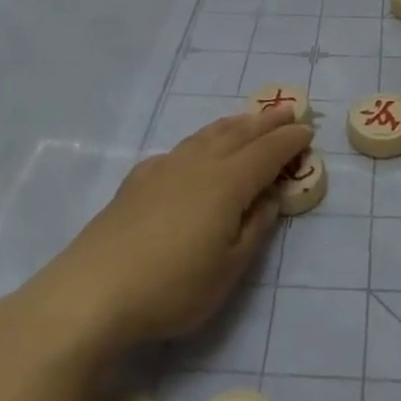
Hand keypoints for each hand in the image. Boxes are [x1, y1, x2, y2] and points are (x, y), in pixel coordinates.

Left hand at [32, 108, 313, 351]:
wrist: (92, 291)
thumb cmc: (172, 285)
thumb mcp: (229, 268)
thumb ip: (255, 228)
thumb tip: (270, 195)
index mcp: (228, 183)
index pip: (267, 153)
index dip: (289, 141)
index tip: (308, 131)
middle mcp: (199, 164)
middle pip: (239, 134)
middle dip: (266, 122)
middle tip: (287, 110)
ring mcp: (165, 168)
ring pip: (207, 135)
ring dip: (233, 124)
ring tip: (247, 119)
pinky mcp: (138, 181)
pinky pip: (180, 148)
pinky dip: (199, 141)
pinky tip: (193, 151)